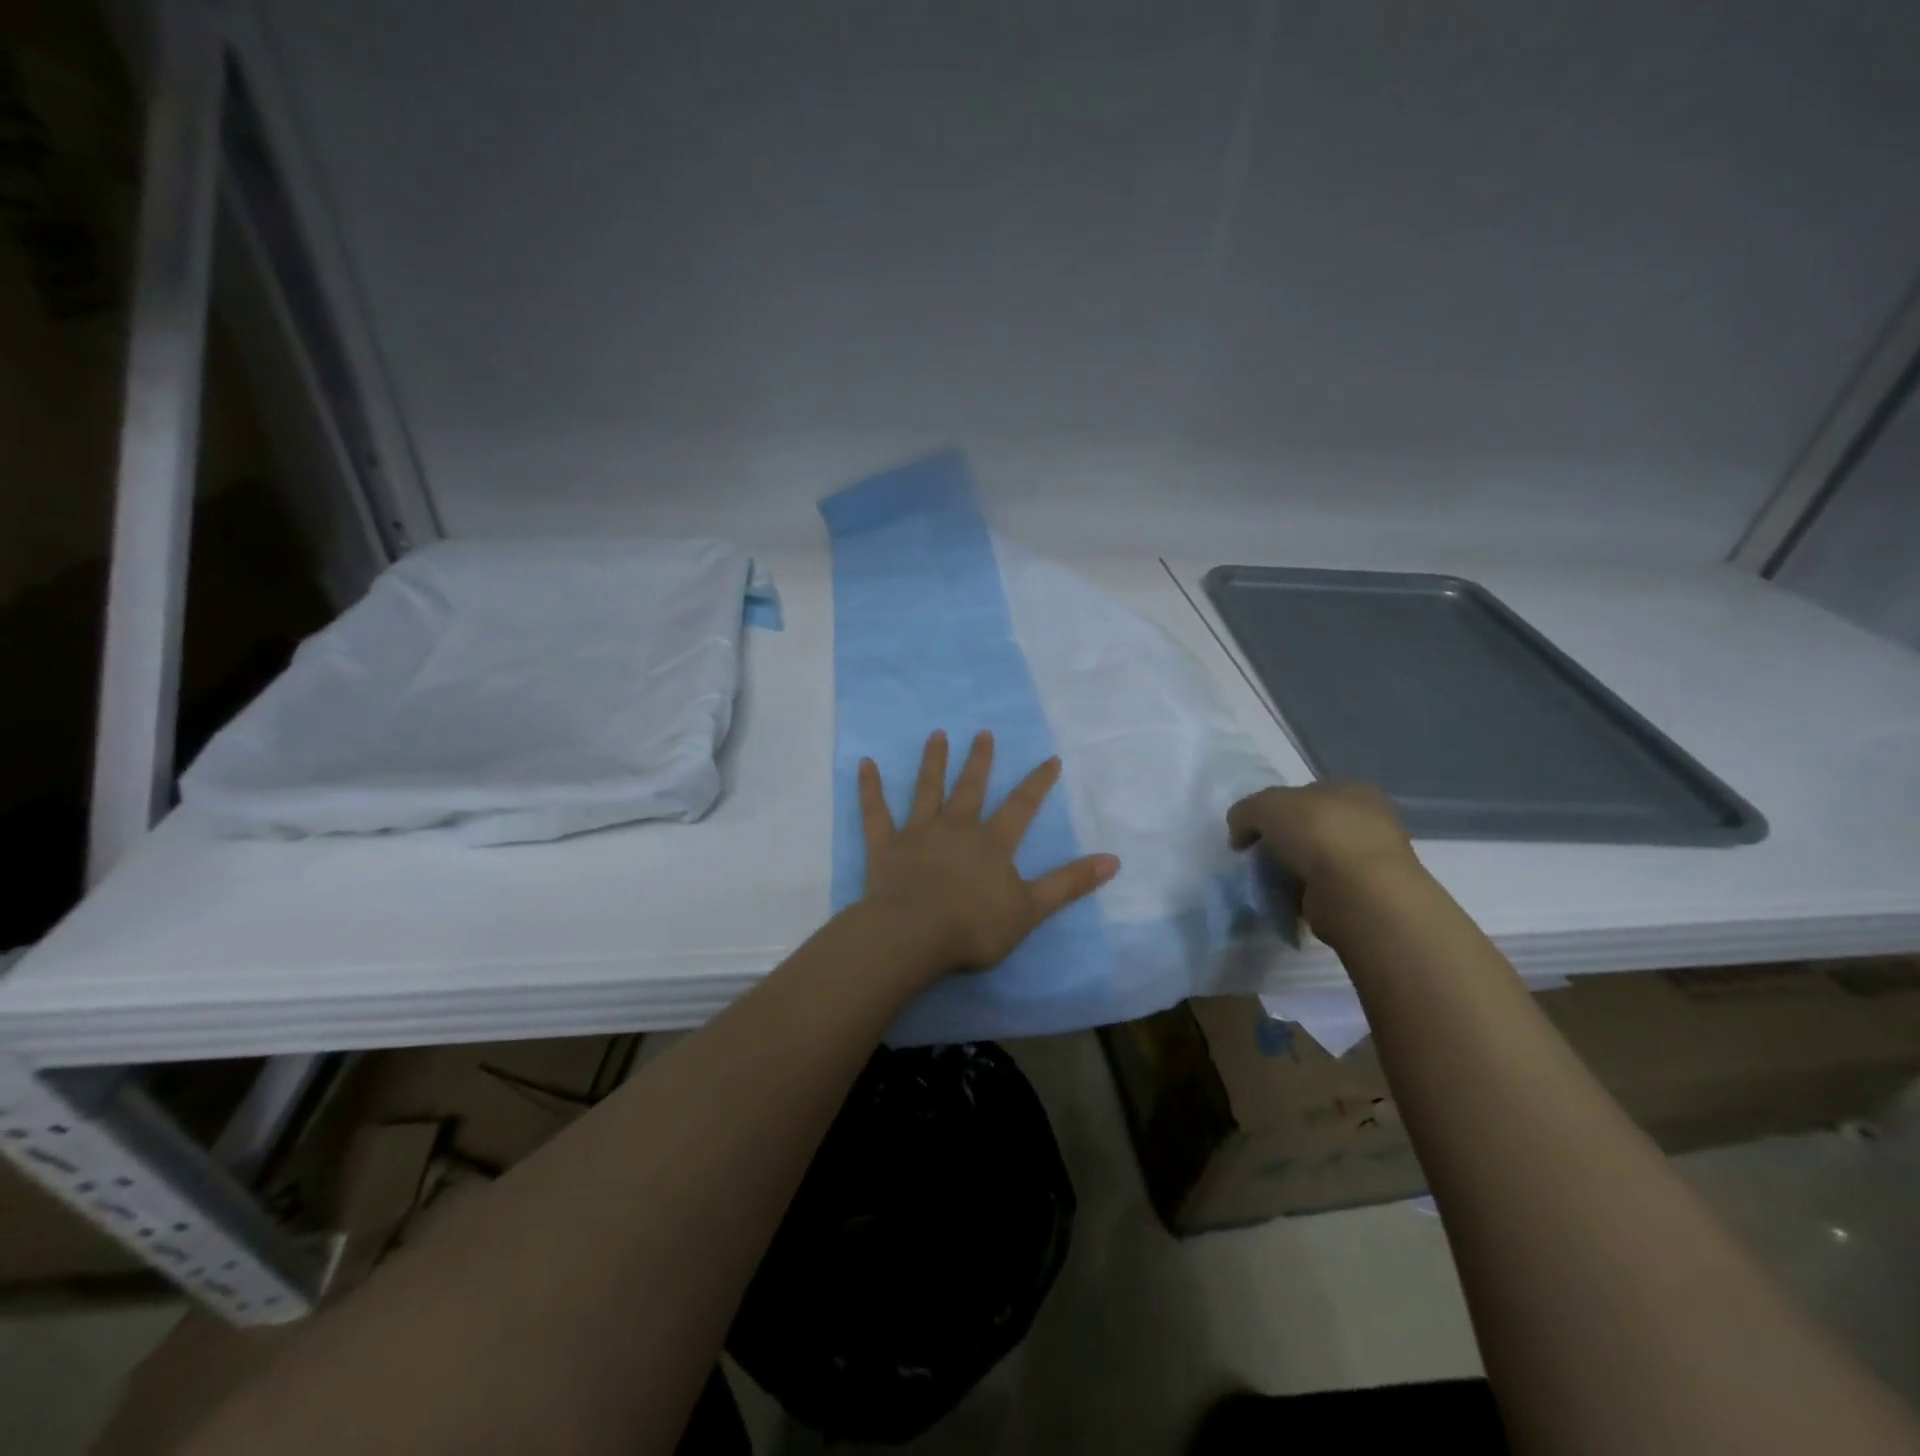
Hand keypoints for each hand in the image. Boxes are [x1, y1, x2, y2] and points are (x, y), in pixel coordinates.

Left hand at [858, 730, 1119, 974]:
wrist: (912, 936)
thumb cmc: (973, 926)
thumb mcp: (1031, 909)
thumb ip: (1069, 883)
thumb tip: (1114, 859)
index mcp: (992, 842)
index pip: (1021, 806)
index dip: (1037, 782)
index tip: (1050, 758)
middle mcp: (956, 827)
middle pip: (970, 787)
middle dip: (979, 760)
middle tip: (983, 733)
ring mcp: (918, 833)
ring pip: (927, 790)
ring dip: (933, 762)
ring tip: (937, 735)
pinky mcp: (885, 845)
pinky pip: (875, 812)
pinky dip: (870, 788)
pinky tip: (864, 763)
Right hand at [1226, 783, 1421, 920]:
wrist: (1357, 893)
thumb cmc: (1317, 833)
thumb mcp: (1265, 805)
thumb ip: (1245, 811)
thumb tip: (1240, 834)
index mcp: (1353, 791)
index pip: (1305, 795)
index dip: (1274, 810)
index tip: (1253, 831)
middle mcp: (1367, 822)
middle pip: (1309, 829)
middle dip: (1282, 843)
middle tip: (1258, 858)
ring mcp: (1370, 862)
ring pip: (1315, 861)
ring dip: (1291, 872)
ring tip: (1269, 883)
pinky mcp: (1364, 897)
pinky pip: (1321, 891)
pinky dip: (1302, 896)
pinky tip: (1286, 900)